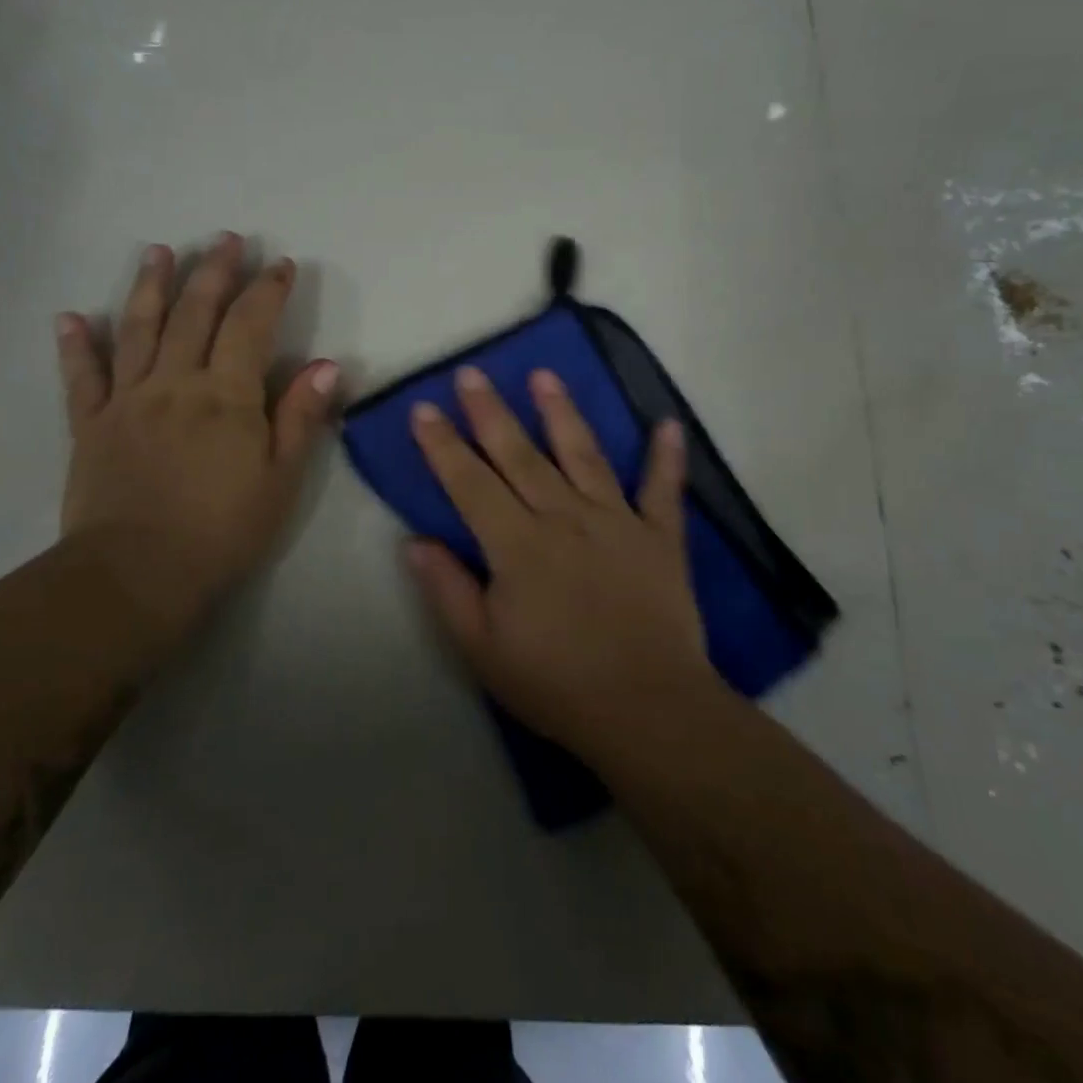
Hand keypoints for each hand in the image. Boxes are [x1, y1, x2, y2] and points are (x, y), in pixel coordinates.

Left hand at [55, 233, 338, 664]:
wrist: (138, 575)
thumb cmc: (222, 530)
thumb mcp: (281, 479)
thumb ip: (300, 417)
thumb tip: (326, 364)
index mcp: (225, 394)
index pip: (251, 326)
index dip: (268, 290)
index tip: (280, 264)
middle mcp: (174, 382)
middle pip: (195, 313)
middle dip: (214, 272)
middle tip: (225, 239)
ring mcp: (127, 400)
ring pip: (140, 329)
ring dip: (151, 286)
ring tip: (159, 251)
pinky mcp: (90, 425)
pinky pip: (81, 377)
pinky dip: (76, 346)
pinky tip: (71, 317)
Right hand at [406, 365, 721, 766]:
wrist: (647, 710)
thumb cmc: (556, 684)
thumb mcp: (483, 649)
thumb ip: (448, 590)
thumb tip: (415, 542)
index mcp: (518, 544)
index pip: (470, 483)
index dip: (443, 446)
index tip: (424, 409)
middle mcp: (564, 518)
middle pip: (520, 455)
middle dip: (491, 412)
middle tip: (473, 373)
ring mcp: (616, 522)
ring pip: (584, 455)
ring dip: (562, 413)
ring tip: (545, 375)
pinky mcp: (659, 538)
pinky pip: (663, 491)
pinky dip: (667, 458)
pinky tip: (668, 424)